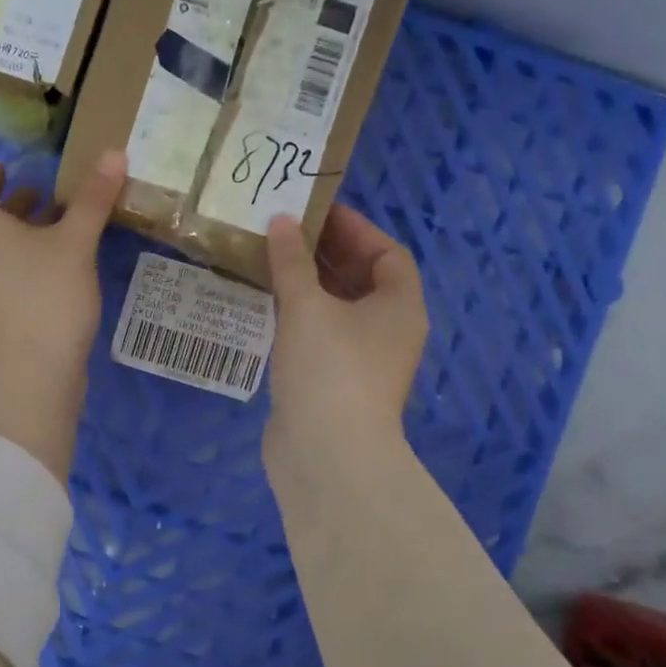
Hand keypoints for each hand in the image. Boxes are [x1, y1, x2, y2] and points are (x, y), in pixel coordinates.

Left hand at [0, 150, 126, 481]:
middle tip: (48, 192)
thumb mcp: (74, 242)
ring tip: (65, 224)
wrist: (29, 376)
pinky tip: (67, 265)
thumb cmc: (45, 296)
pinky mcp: (5, 316)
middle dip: (16, 205)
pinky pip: (16, 275)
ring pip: (4, 251)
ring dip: (29, 234)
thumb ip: (93, 199)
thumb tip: (114, 152)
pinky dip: (35, 261)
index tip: (7, 167)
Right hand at [262, 205, 428, 493]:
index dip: (355, 229)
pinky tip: (266, 302)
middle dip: (326, 254)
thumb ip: (292, 261)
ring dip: (308, 283)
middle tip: (285, 232)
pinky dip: (298, 314)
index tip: (316, 213)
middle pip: (362, 279)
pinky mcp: (334, 380)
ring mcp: (362, 359)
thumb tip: (280, 222)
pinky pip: (319, 333)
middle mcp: (388, 330)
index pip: (388, 254)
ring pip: (337, 307)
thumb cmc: (329, 368)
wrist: (326, 453)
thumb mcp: (307, 306)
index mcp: (399, 307)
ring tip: (269, 259)